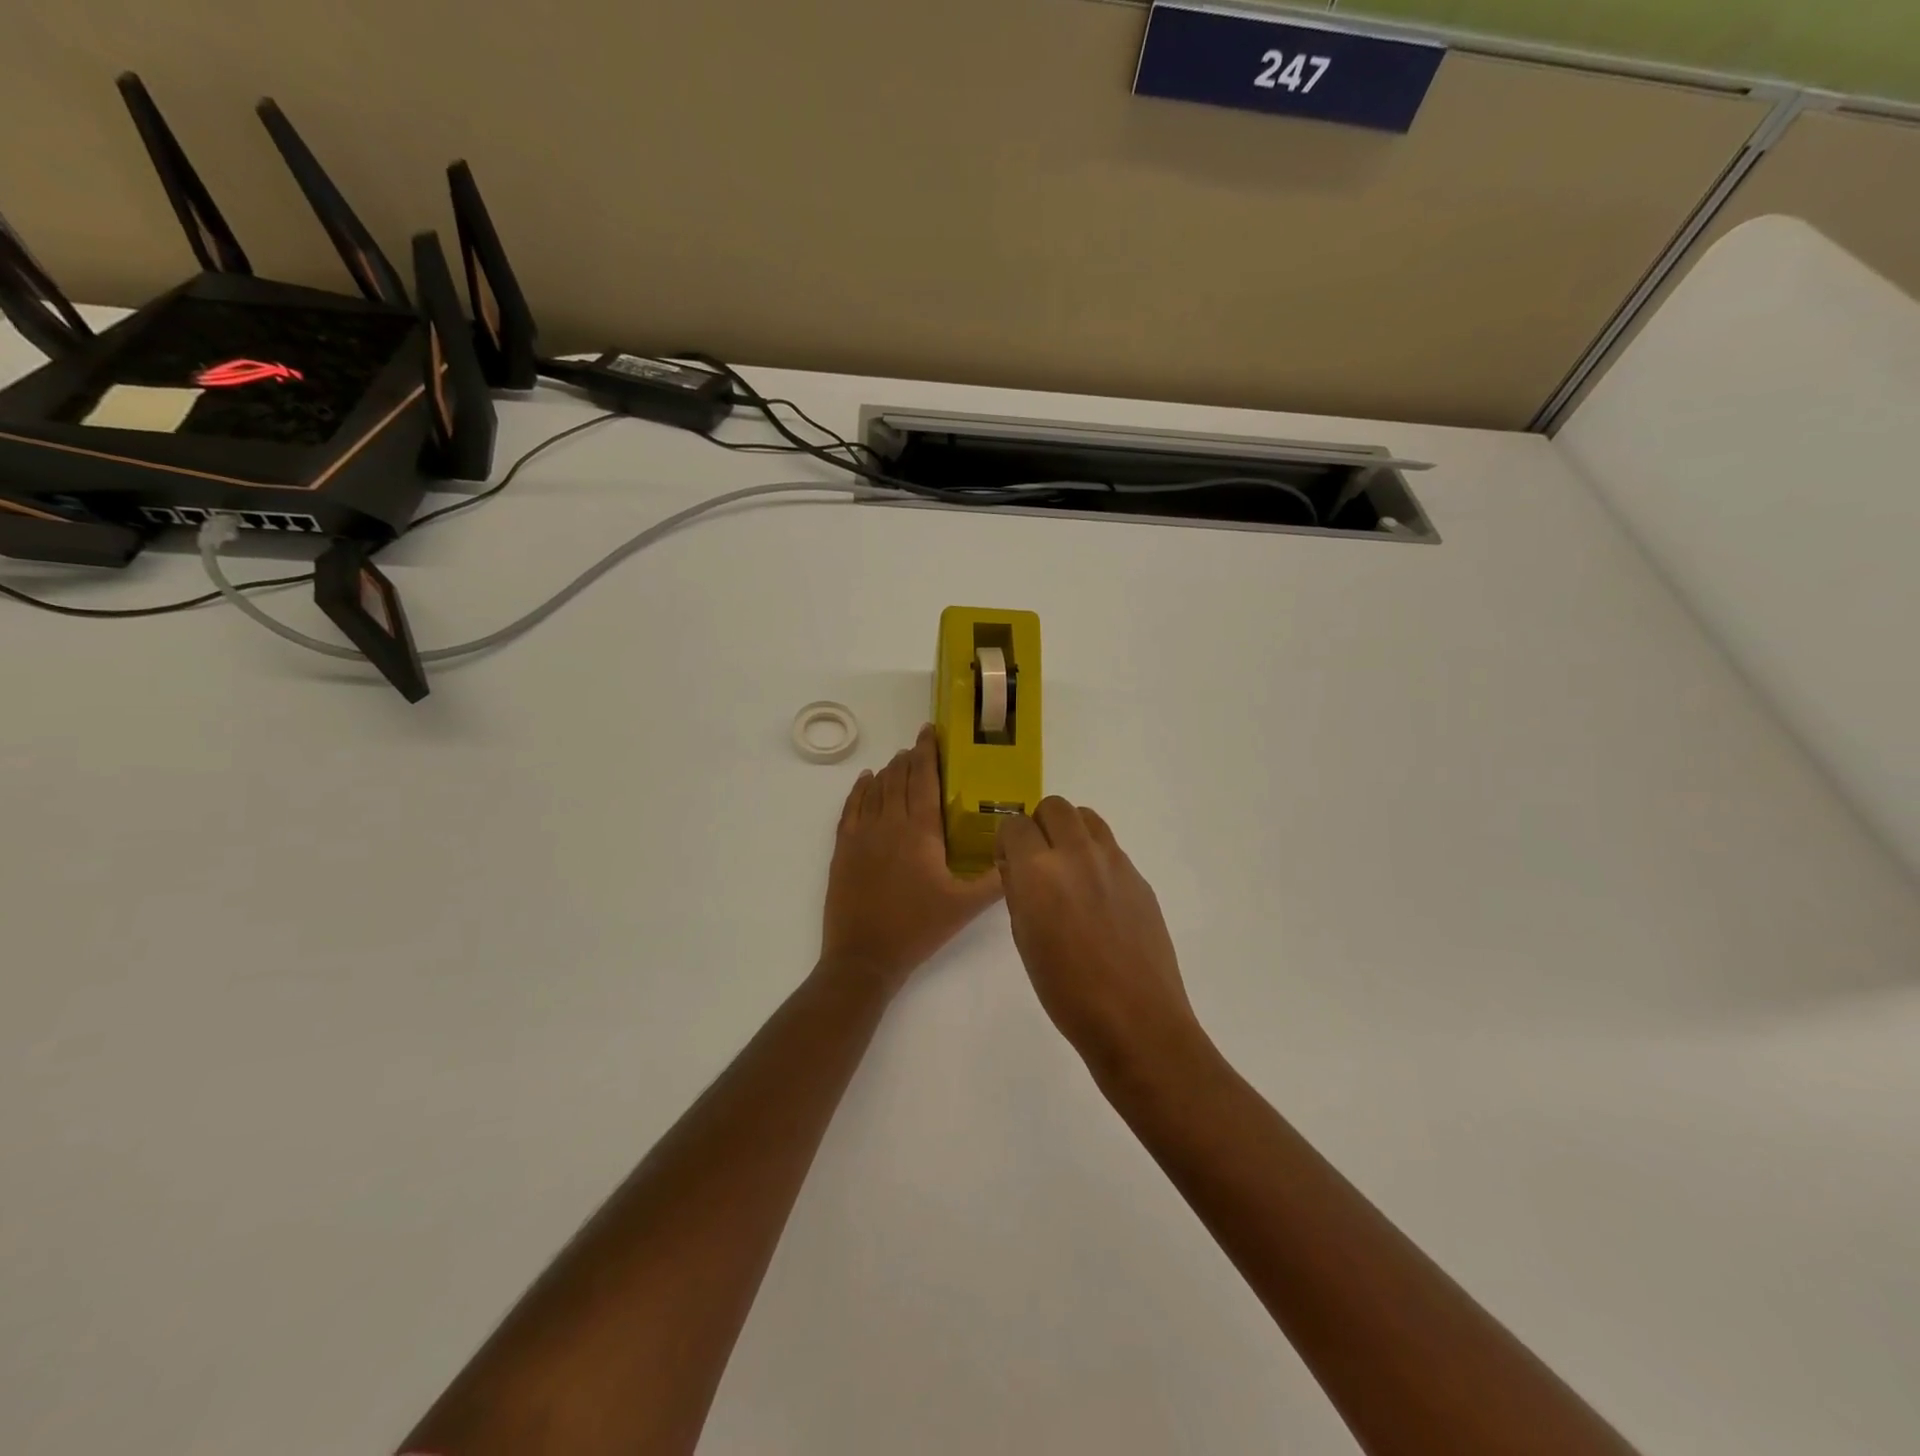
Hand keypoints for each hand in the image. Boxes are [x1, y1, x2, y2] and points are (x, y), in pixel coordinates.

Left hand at [820, 725, 1004, 992]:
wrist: (864, 956)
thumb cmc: (918, 928)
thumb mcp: (965, 906)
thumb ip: (995, 880)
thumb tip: (1019, 855)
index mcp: (920, 832)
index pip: (924, 779)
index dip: (928, 752)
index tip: (930, 731)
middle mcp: (889, 823)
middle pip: (898, 778)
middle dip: (909, 758)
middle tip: (920, 745)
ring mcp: (862, 834)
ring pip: (875, 789)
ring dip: (888, 771)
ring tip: (899, 759)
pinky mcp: (843, 848)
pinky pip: (851, 807)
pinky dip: (859, 790)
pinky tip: (865, 780)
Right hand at [995, 797, 1204, 1076]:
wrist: (1135, 1018)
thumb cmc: (1065, 990)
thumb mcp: (1024, 939)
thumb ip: (1018, 891)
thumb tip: (1018, 866)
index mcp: (1038, 871)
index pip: (1014, 824)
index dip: (1008, 842)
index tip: (1009, 863)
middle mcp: (1077, 853)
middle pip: (1054, 806)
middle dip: (1039, 826)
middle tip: (1038, 860)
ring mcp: (1114, 861)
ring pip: (1087, 817)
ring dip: (1070, 832)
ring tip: (1069, 869)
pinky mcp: (1138, 876)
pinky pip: (1110, 847)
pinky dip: (1095, 856)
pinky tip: (1098, 897)